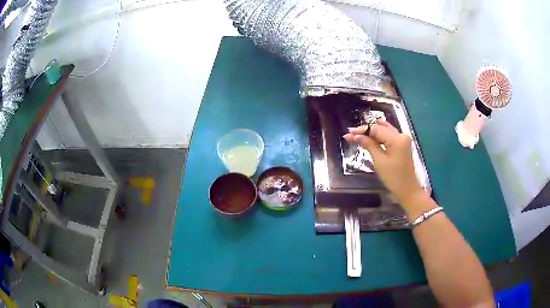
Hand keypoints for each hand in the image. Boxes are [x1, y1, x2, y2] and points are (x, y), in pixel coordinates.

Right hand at [343, 121, 424, 207]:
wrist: (407, 190)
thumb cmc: (393, 177)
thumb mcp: (379, 161)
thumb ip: (369, 145)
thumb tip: (356, 136)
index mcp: (396, 138)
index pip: (376, 129)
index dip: (362, 130)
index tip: (349, 133)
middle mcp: (401, 135)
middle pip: (380, 129)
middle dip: (365, 131)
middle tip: (350, 135)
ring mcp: (402, 140)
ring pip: (384, 132)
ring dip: (371, 134)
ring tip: (356, 136)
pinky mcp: (402, 145)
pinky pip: (388, 137)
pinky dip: (378, 138)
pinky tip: (369, 137)